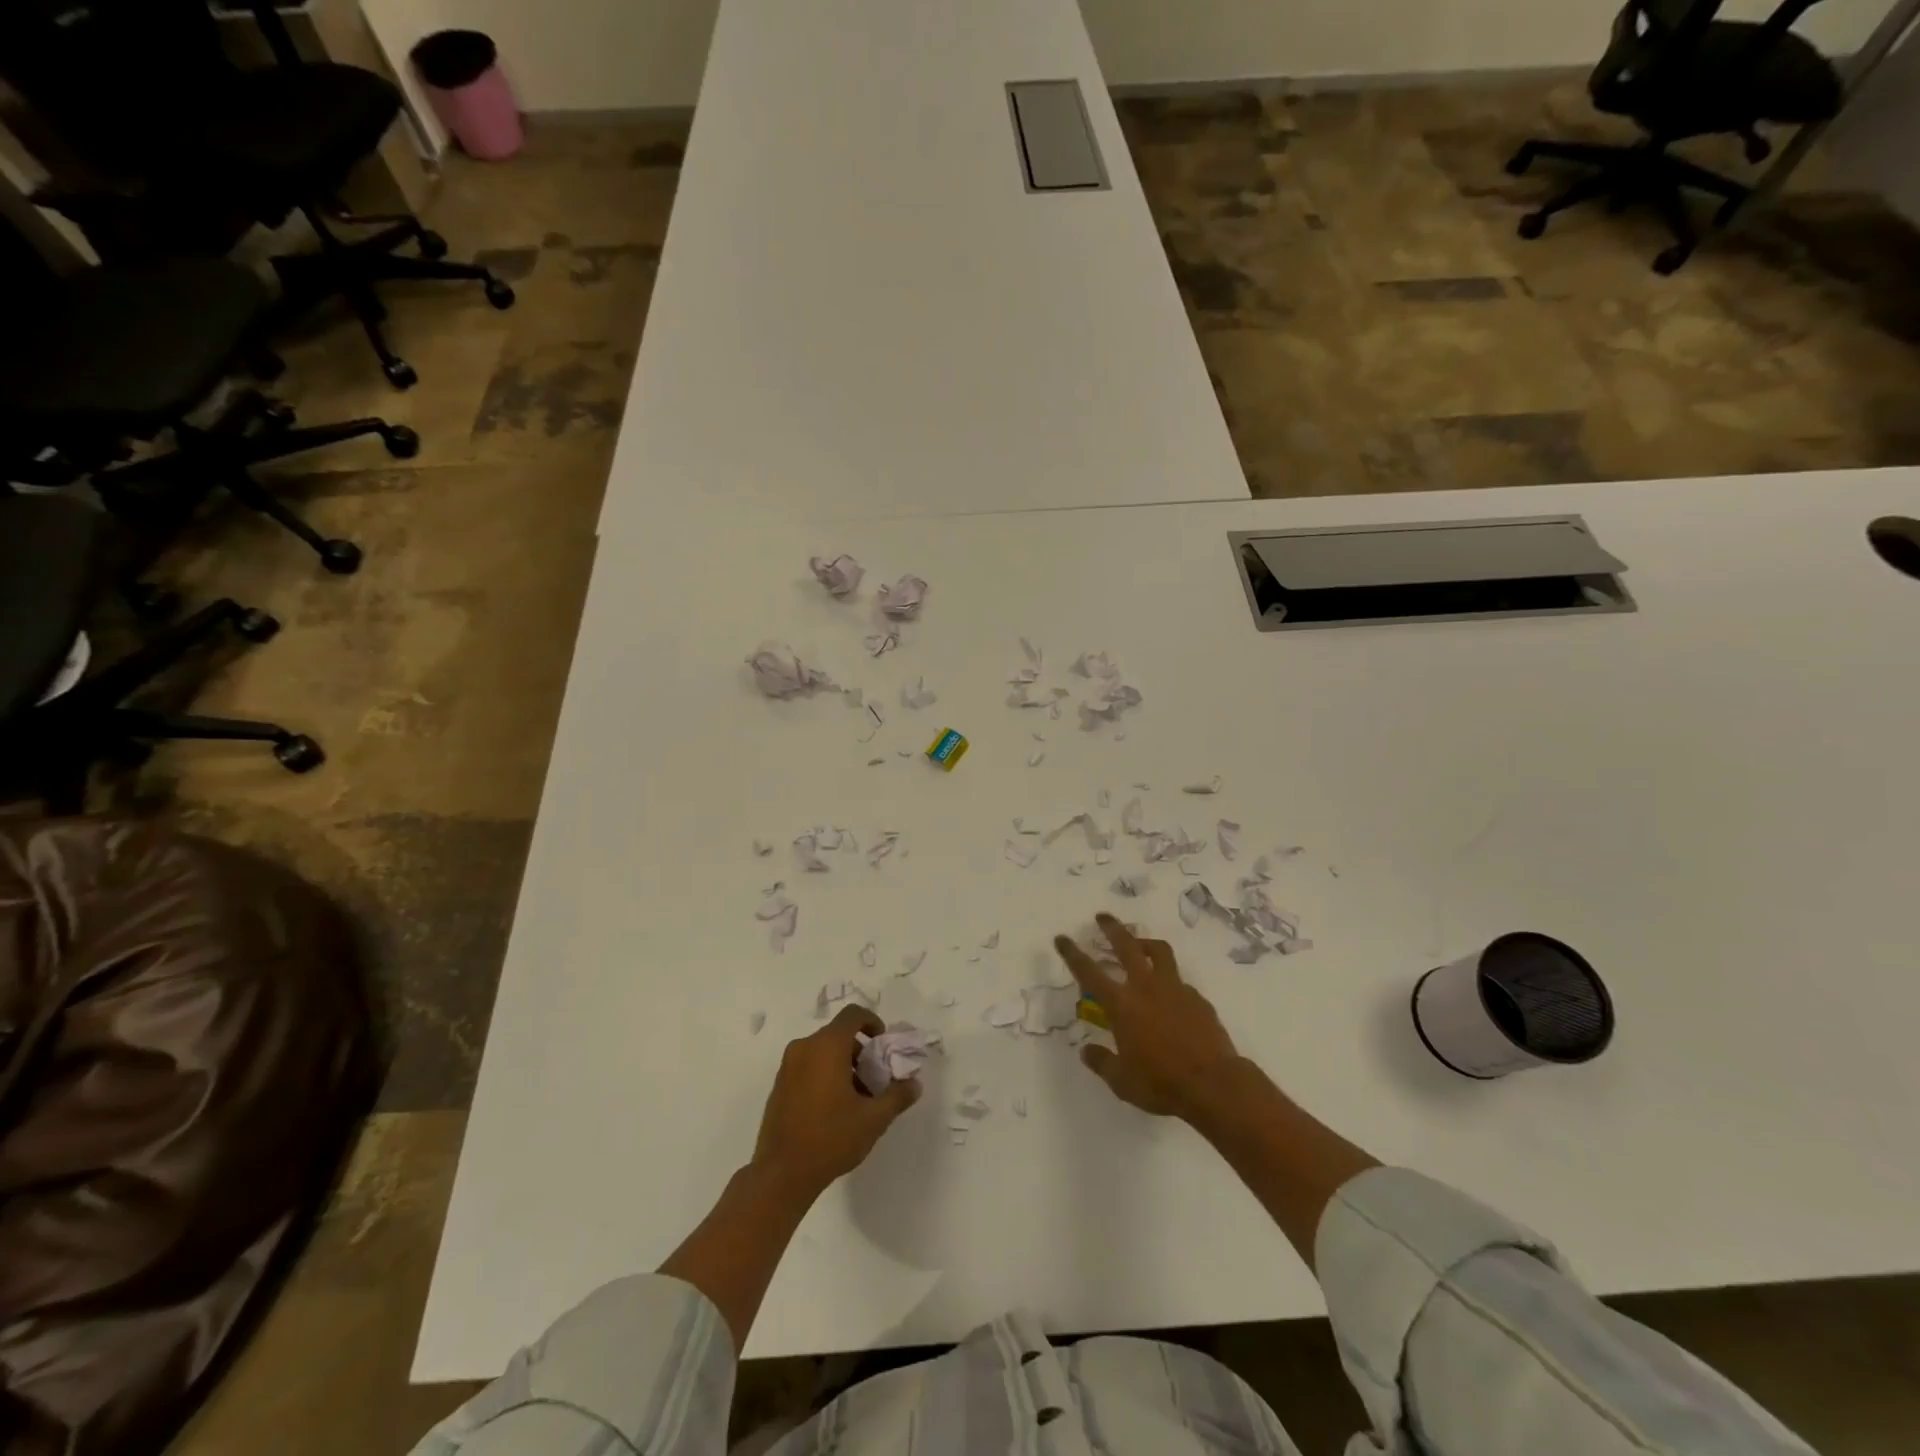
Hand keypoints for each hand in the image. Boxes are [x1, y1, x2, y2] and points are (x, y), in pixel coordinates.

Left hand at [753, 1005, 920, 1195]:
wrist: (781, 1174)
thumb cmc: (831, 1138)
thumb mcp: (873, 1119)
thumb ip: (897, 1096)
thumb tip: (914, 1084)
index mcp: (827, 1046)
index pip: (853, 1015)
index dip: (872, 1022)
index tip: (883, 1044)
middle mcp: (804, 1047)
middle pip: (838, 1034)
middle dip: (860, 1050)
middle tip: (873, 1078)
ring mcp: (787, 1067)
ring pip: (822, 1051)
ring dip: (842, 1064)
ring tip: (856, 1097)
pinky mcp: (778, 1086)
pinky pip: (807, 1066)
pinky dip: (823, 1074)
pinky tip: (833, 1108)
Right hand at [1054, 913, 1243, 1123]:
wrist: (1214, 1084)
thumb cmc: (1161, 1083)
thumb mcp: (1122, 1081)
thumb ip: (1102, 1062)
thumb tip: (1087, 1051)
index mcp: (1121, 1005)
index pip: (1089, 972)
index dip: (1072, 953)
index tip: (1062, 937)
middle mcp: (1146, 988)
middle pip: (1126, 946)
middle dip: (1112, 929)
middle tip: (1102, 917)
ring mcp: (1175, 989)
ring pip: (1159, 952)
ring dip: (1145, 943)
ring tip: (1139, 944)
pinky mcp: (1198, 999)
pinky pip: (1179, 982)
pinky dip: (1169, 981)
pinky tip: (1169, 997)